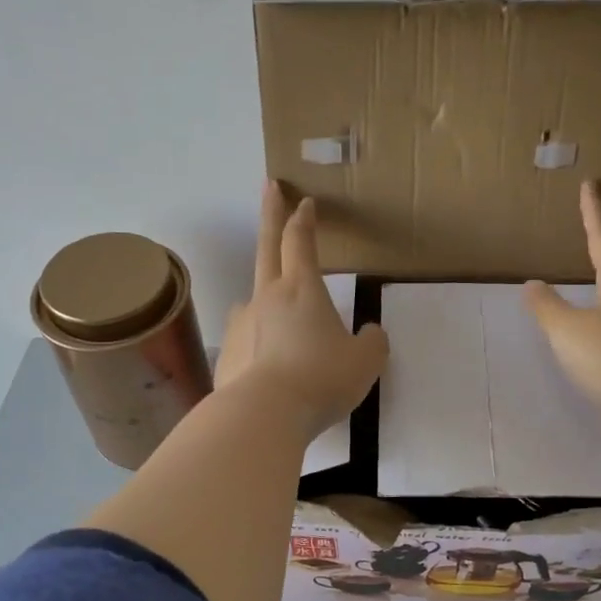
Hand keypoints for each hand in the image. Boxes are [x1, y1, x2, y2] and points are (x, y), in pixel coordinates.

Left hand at [215, 183, 389, 439]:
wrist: (265, 414)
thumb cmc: (321, 379)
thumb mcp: (365, 362)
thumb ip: (373, 342)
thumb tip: (371, 333)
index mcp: (301, 290)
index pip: (301, 242)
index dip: (304, 219)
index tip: (305, 201)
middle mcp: (266, 298)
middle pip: (267, 247)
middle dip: (271, 213)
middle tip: (269, 186)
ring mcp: (241, 324)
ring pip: (253, 299)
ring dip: (265, 295)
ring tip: (277, 316)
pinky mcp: (227, 354)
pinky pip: (246, 340)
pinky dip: (257, 342)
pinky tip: (267, 364)